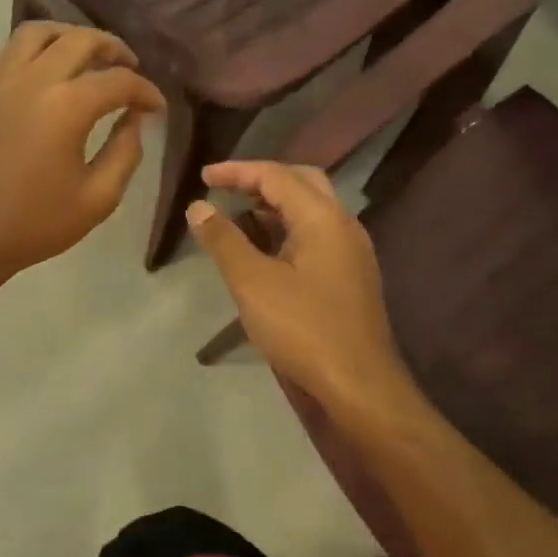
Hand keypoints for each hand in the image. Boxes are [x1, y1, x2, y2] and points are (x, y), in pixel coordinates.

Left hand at [0, 22, 164, 286]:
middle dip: (113, 49)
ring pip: (40, 32)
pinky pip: (12, 50)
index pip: (118, 81)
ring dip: (71, 37)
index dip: (145, 91)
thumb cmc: (36, 223)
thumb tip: (134, 120)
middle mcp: (33, 79)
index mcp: (66, 106)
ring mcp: (1, 80)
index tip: (156, 107)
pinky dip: (37, 49)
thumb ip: (125, 153)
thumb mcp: (98, 198)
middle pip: (81, 40)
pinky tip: (48, 71)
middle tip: (130, 69)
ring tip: (88, 57)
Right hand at [187, 162, 420, 428]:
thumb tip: (199, 206)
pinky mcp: (349, 276)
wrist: (359, 385)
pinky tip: (264, 250)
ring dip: (274, 205)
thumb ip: (224, 240)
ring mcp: (351, 251)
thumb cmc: (303, 328)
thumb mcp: (252, 282)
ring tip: (237, 216)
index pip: (277, 176)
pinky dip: (286, 229)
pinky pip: (316, 235)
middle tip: (226, 189)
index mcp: (323, 218)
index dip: (237, 171)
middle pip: (301, 182)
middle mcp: (343, 225)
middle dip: (261, 180)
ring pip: (311, 210)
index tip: (204, 176)